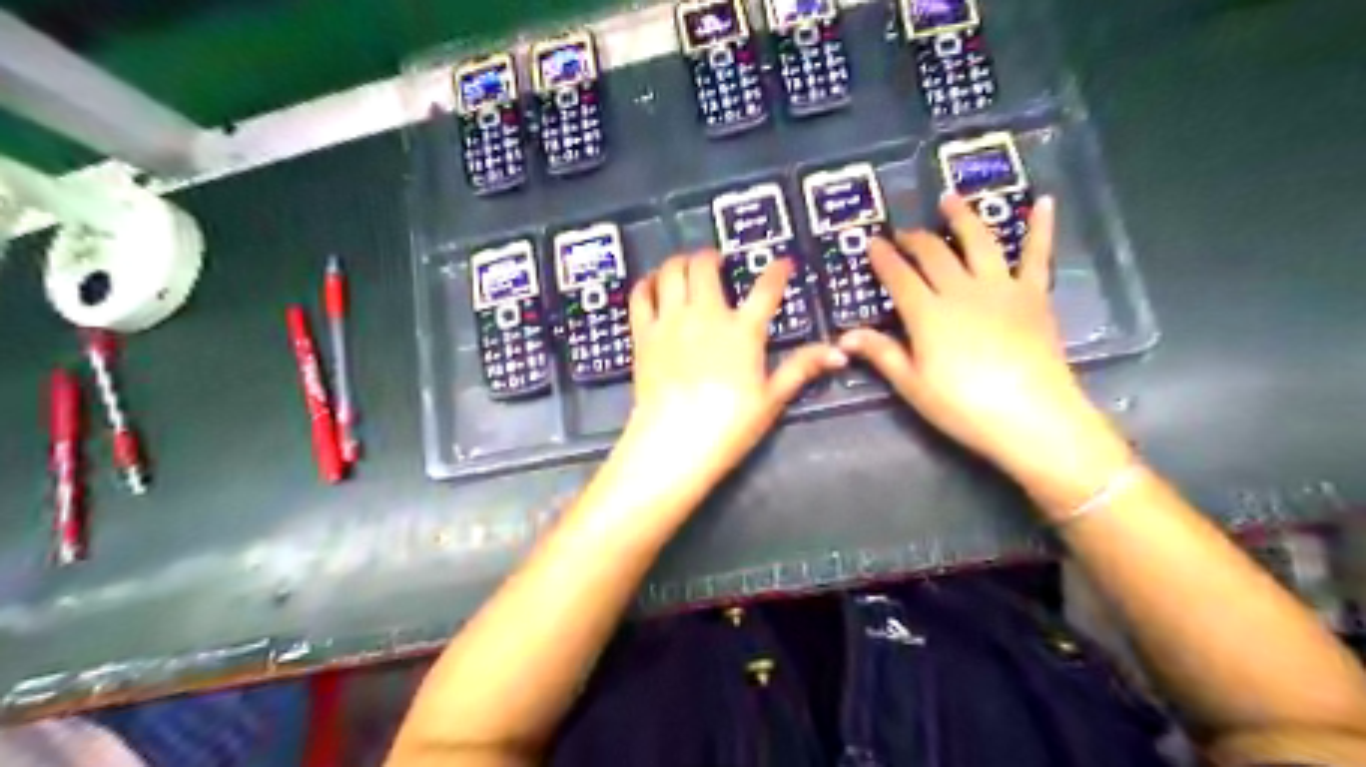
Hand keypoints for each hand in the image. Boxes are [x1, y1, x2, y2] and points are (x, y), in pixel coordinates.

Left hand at [617, 250, 843, 503]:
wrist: (674, 442)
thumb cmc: (729, 424)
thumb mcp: (772, 398)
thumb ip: (801, 368)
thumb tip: (839, 352)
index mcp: (743, 331)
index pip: (766, 290)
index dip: (777, 271)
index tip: (783, 263)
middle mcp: (706, 315)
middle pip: (704, 266)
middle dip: (712, 256)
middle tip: (717, 263)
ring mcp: (671, 321)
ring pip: (671, 271)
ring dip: (680, 262)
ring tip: (686, 267)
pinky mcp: (644, 334)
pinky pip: (641, 295)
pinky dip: (647, 283)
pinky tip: (653, 284)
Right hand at [845, 195, 1130, 510]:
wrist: (1032, 417)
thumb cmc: (963, 407)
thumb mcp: (913, 385)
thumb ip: (882, 354)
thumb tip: (844, 336)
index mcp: (928, 313)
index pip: (899, 276)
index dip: (883, 258)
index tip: (872, 242)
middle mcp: (961, 290)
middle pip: (934, 254)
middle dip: (914, 239)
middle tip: (903, 232)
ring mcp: (1000, 287)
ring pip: (978, 241)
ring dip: (962, 217)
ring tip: (949, 199)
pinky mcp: (1034, 295)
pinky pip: (1037, 254)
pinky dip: (1040, 227)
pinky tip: (1043, 202)